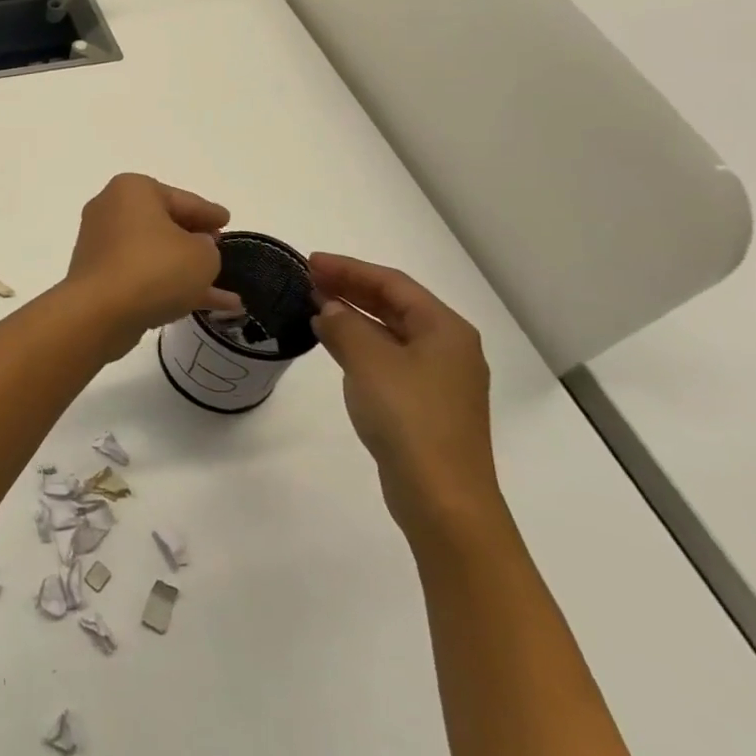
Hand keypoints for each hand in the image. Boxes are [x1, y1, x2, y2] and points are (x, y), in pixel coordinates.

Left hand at [64, 174, 241, 361]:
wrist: (98, 313)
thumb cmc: (154, 269)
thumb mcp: (202, 255)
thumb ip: (207, 247)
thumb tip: (194, 249)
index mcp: (133, 190)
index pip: (183, 199)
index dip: (209, 212)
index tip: (226, 219)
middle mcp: (112, 211)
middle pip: (165, 224)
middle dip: (195, 240)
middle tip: (219, 248)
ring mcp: (102, 246)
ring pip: (155, 255)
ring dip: (187, 270)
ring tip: (225, 288)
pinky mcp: (99, 277)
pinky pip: (143, 276)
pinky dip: (170, 287)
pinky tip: (206, 307)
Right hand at [309, 252, 502, 542]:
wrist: (441, 495)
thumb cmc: (409, 417)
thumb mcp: (369, 361)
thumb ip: (344, 325)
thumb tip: (328, 308)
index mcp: (445, 329)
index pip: (393, 283)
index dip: (350, 268)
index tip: (310, 261)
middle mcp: (447, 347)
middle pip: (394, 304)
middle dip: (351, 287)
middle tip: (308, 277)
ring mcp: (437, 377)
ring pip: (390, 331)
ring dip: (353, 314)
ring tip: (313, 303)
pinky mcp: (423, 402)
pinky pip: (387, 356)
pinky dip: (359, 342)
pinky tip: (333, 342)